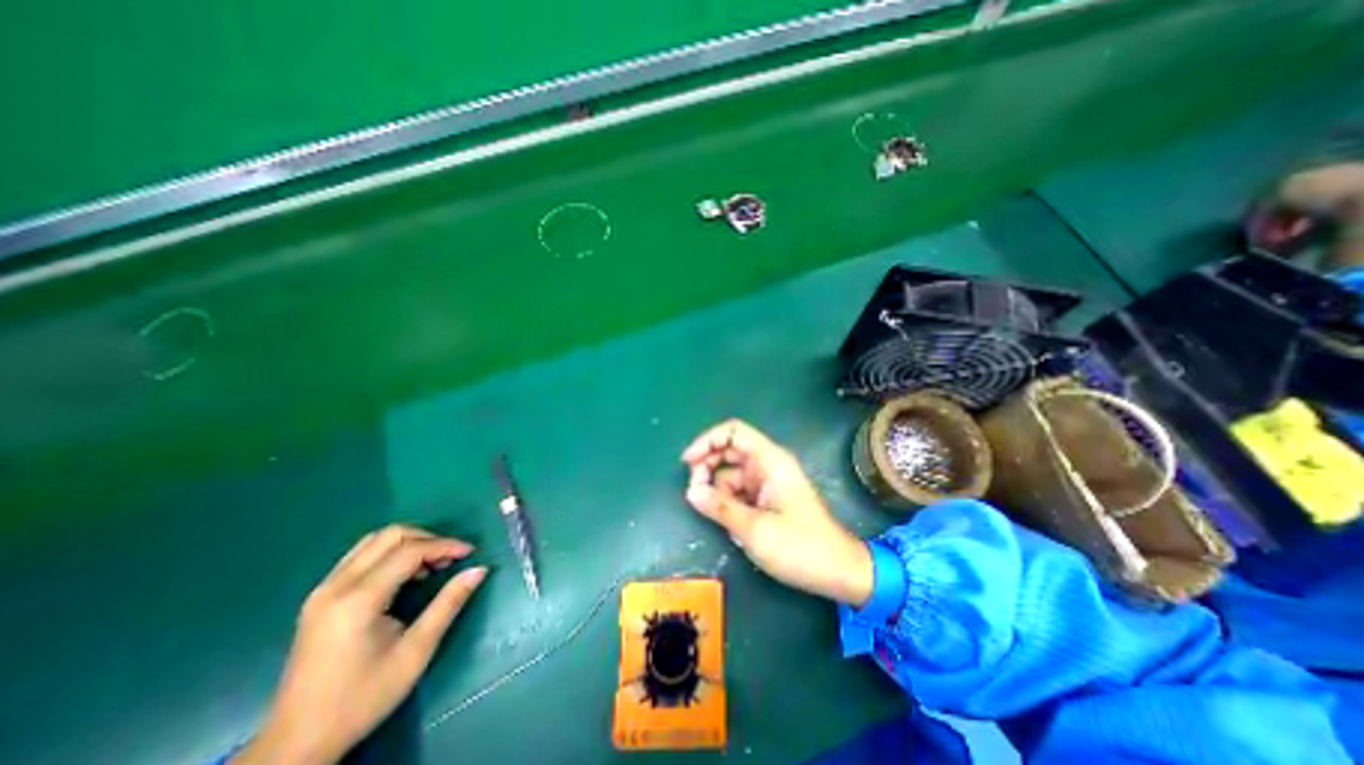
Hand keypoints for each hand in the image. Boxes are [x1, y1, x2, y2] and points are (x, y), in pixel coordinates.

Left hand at [237, 527, 489, 764]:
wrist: (296, 744)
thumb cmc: (362, 698)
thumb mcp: (415, 652)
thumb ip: (448, 604)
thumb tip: (479, 569)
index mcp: (358, 600)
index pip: (409, 551)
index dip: (444, 545)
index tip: (470, 552)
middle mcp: (336, 586)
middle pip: (389, 536)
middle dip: (427, 538)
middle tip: (450, 558)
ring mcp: (323, 591)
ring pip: (373, 541)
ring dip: (408, 543)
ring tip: (431, 565)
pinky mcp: (319, 599)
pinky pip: (360, 557)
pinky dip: (389, 554)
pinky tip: (405, 576)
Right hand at [681, 422, 872, 605]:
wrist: (837, 572)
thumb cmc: (800, 547)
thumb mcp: (754, 529)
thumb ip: (720, 507)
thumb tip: (690, 491)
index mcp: (770, 461)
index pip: (734, 432)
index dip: (707, 441)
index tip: (688, 462)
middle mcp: (767, 465)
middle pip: (728, 451)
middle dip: (707, 467)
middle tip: (695, 492)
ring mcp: (767, 482)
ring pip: (730, 473)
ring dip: (716, 488)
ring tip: (713, 513)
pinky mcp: (766, 498)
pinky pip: (738, 490)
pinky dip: (727, 501)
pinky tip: (728, 522)